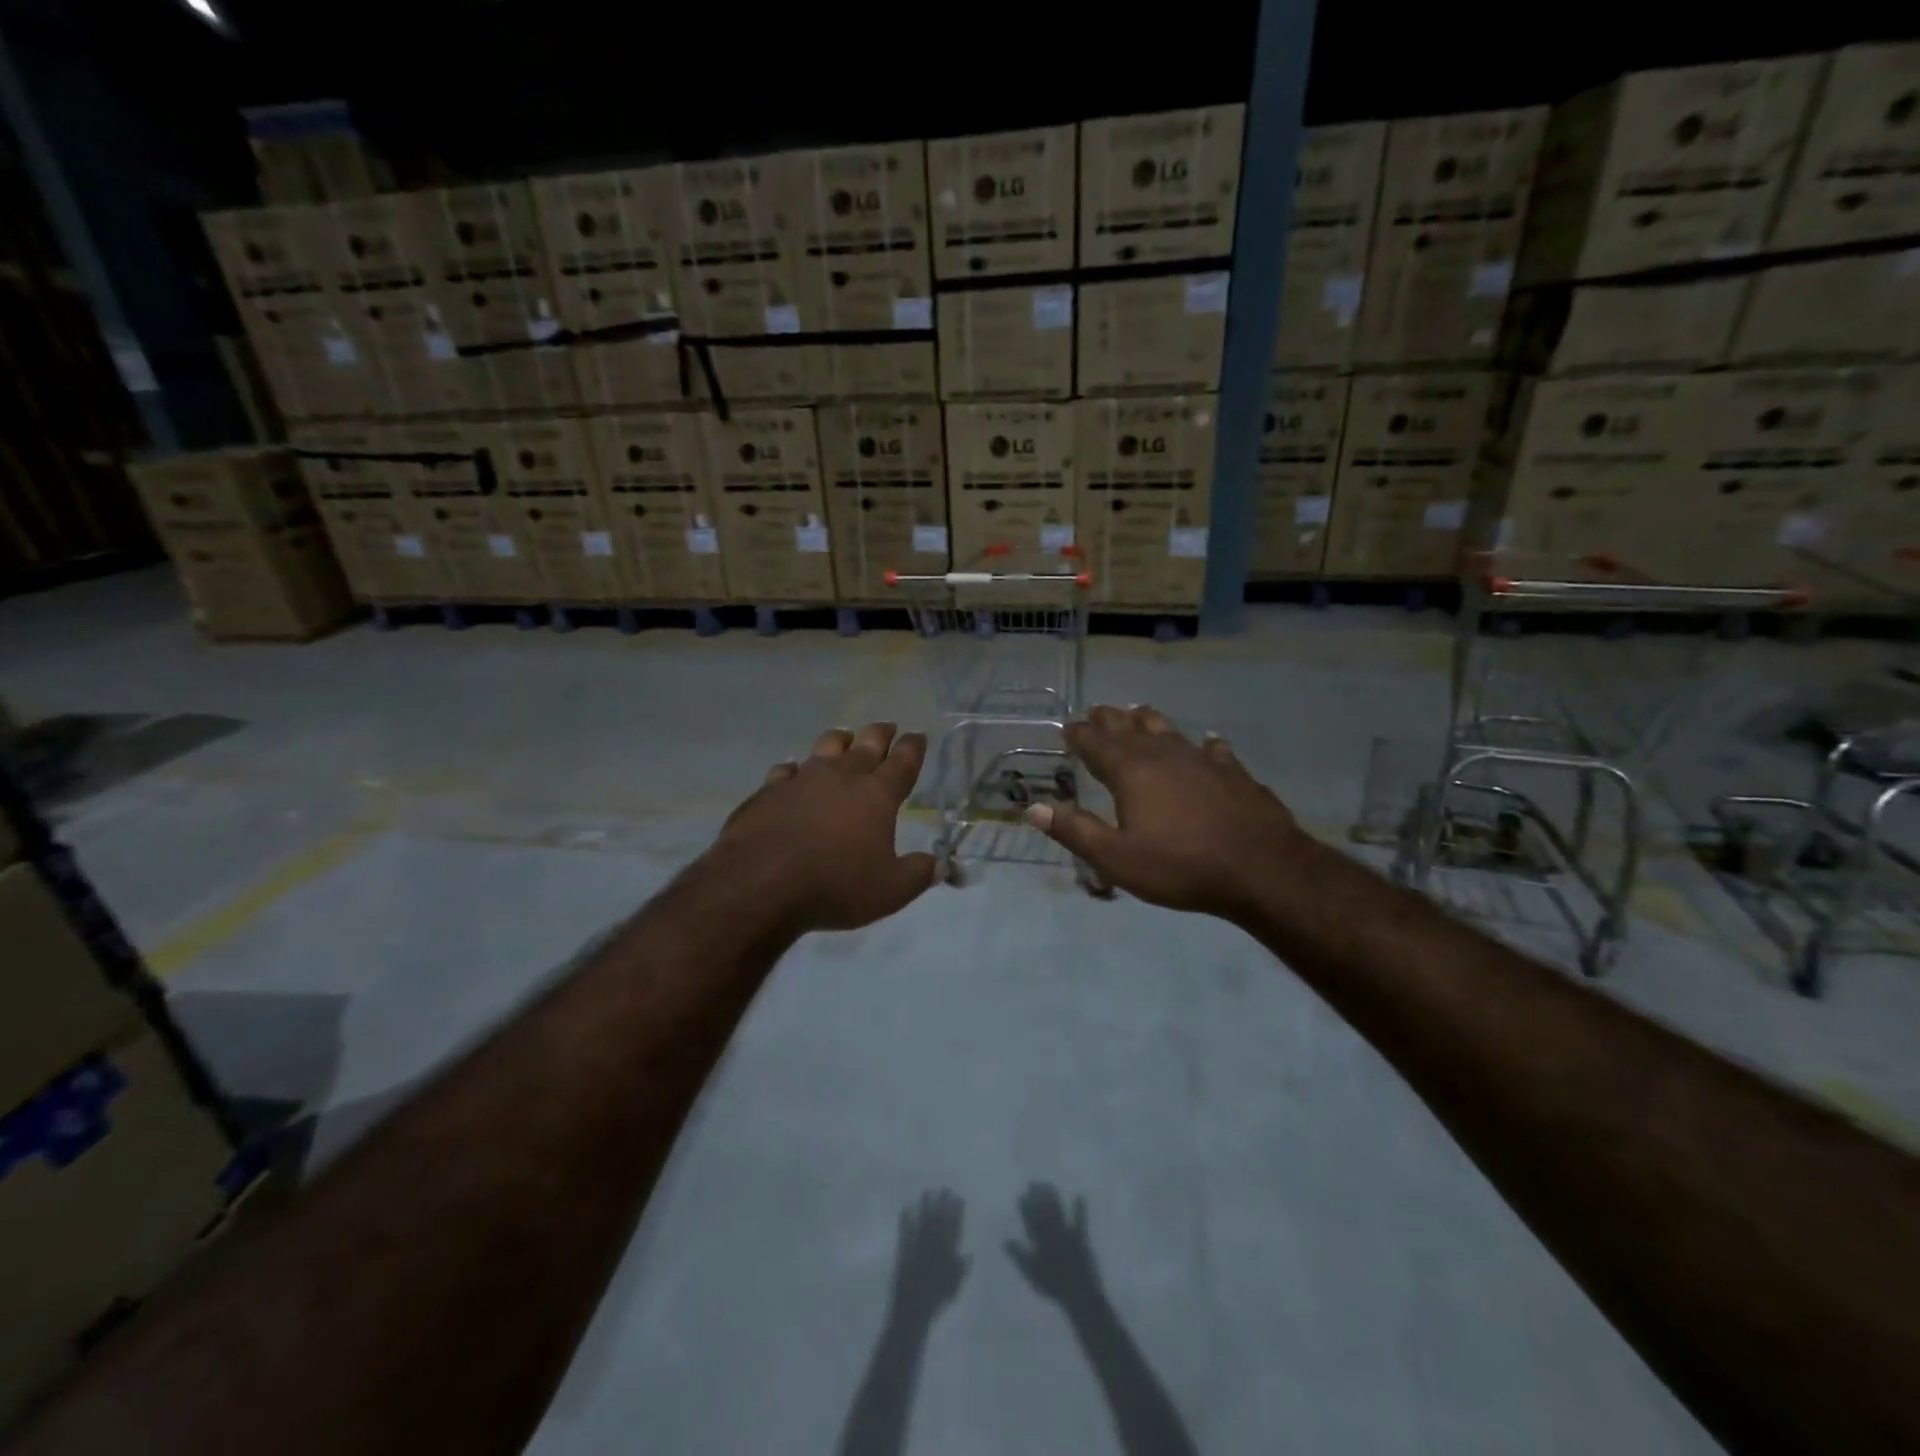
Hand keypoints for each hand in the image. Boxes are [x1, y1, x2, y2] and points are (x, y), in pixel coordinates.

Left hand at [706, 722, 936, 933]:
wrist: (760, 883)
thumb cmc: (835, 885)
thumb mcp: (890, 891)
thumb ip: (918, 874)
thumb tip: (940, 865)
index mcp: (877, 795)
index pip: (902, 763)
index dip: (913, 747)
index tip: (918, 735)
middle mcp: (841, 777)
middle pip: (866, 745)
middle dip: (880, 734)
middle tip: (888, 726)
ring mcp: (801, 780)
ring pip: (825, 747)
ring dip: (839, 740)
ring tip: (845, 736)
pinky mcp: (768, 791)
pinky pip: (785, 771)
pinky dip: (793, 769)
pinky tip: (791, 772)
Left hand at [889, 1189, 969, 1322]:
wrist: (913, 1313)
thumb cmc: (936, 1302)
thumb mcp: (954, 1287)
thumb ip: (962, 1270)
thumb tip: (970, 1255)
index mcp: (947, 1256)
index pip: (954, 1229)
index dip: (956, 1212)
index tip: (958, 1197)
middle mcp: (933, 1248)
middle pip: (939, 1221)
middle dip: (942, 1204)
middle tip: (944, 1188)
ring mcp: (918, 1248)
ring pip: (924, 1223)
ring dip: (926, 1206)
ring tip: (927, 1191)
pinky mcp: (904, 1251)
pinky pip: (906, 1232)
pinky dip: (906, 1219)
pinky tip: (907, 1206)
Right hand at [1004, 1184, 1101, 1309]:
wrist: (1079, 1294)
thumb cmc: (1053, 1286)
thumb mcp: (1031, 1273)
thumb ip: (1018, 1255)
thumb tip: (1004, 1239)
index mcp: (1040, 1241)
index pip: (1030, 1220)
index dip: (1025, 1207)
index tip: (1021, 1195)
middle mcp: (1053, 1233)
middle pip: (1043, 1211)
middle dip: (1037, 1196)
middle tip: (1032, 1183)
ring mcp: (1067, 1233)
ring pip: (1058, 1211)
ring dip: (1053, 1197)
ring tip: (1048, 1184)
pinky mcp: (1081, 1237)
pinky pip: (1081, 1220)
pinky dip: (1080, 1208)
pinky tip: (1080, 1195)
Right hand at [1027, 704, 1304, 918]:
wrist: (1260, 868)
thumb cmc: (1180, 865)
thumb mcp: (1116, 858)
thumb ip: (1075, 830)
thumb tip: (1033, 807)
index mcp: (1130, 771)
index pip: (1095, 743)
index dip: (1079, 734)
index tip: (1067, 728)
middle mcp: (1163, 754)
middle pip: (1129, 726)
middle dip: (1109, 719)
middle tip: (1095, 713)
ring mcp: (1202, 759)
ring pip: (1168, 728)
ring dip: (1147, 720)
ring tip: (1137, 714)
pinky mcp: (1233, 771)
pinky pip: (1212, 749)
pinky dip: (1203, 745)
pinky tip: (1207, 744)